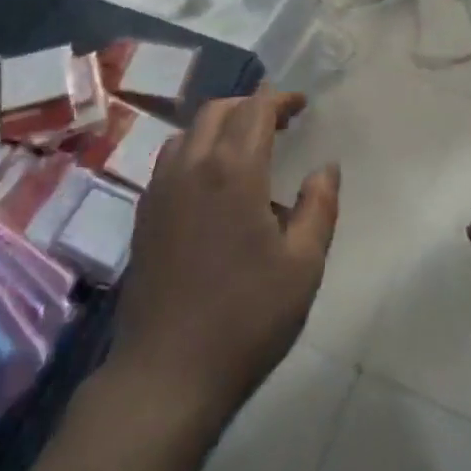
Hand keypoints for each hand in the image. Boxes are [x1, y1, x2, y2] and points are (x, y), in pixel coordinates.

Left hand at [109, 88, 338, 425]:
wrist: (168, 371)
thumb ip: (319, 207)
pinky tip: (211, 182)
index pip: (255, 110)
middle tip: (280, 121)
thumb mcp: (303, 266)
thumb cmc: (247, 318)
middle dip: (250, 106)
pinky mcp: (144, 213)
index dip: (280, 99)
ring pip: (189, 132)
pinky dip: (196, 149)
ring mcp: (160, 189)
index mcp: (233, 172)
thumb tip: (326, 167)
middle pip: (218, 111)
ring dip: (220, 125)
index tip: (301, 105)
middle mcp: (191, 167)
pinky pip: (171, 160)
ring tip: (246, 146)